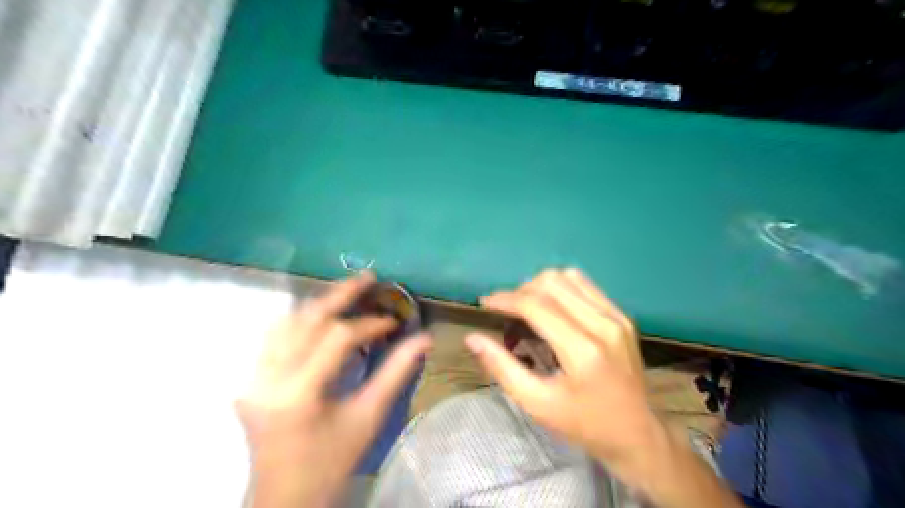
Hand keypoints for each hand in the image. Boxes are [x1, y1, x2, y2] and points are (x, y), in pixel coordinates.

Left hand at [235, 273, 428, 506]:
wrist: (285, 498)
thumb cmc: (332, 461)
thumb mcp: (369, 417)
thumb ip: (396, 372)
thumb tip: (424, 338)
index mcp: (298, 393)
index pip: (337, 337)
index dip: (369, 324)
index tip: (393, 322)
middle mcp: (268, 378)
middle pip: (305, 319)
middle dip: (340, 294)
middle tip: (367, 277)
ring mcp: (253, 377)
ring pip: (286, 322)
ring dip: (318, 303)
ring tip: (347, 291)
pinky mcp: (250, 379)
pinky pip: (274, 336)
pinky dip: (300, 319)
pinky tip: (319, 313)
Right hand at [467, 268, 742, 506]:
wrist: (637, 434)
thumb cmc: (583, 424)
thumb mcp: (537, 404)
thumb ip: (502, 367)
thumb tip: (473, 339)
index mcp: (583, 350)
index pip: (536, 305)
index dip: (505, 299)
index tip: (485, 303)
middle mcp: (603, 324)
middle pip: (551, 282)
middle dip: (521, 291)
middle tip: (507, 312)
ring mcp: (616, 316)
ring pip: (568, 276)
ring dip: (540, 286)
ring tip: (528, 309)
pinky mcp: (622, 315)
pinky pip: (585, 284)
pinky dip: (561, 288)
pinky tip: (553, 309)